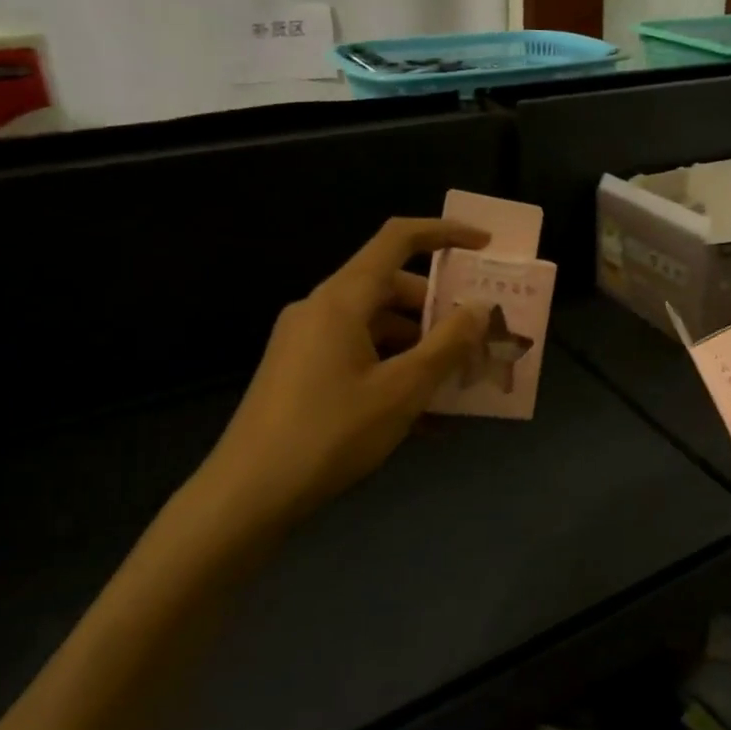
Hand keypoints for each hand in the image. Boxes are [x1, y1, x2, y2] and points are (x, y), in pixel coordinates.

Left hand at [175, 217, 491, 563]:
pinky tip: (426, 419)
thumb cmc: (330, 434)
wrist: (246, 496)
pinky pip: (360, 357)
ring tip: (459, 386)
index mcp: (342, 299)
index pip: (398, 240)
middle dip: (440, 311)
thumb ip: (448, 345)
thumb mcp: (402, 391)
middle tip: (479, 337)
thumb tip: (480, 308)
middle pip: (392, 289)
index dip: (445, 233)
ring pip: (378, 328)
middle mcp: (321, 309)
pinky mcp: (300, 373)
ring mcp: (307, 342)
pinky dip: (394, 373)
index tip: (484, 246)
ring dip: (421, 350)